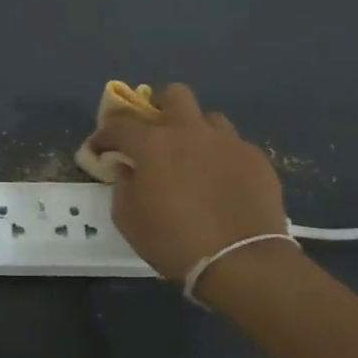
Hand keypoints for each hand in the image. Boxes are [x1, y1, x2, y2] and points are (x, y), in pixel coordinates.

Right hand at [88, 83, 289, 280]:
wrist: (242, 262)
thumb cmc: (174, 241)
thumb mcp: (129, 219)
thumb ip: (122, 185)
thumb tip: (126, 168)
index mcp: (153, 143)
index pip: (120, 123)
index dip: (105, 133)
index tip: (100, 147)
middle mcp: (190, 131)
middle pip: (174, 95)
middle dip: (160, 106)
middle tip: (155, 131)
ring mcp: (228, 142)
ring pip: (209, 119)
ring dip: (196, 132)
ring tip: (194, 158)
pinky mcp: (257, 159)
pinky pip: (234, 146)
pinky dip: (222, 157)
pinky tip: (222, 182)